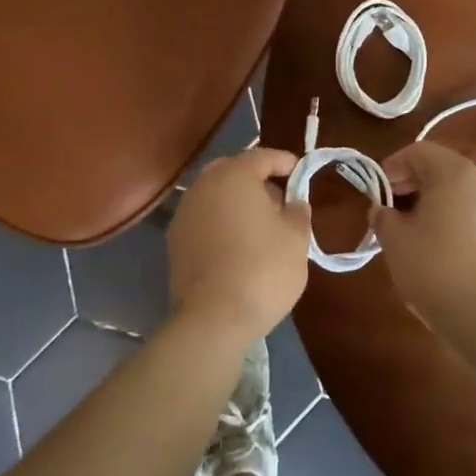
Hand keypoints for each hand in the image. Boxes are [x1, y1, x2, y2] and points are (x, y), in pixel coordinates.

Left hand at [168, 148, 312, 346]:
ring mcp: (184, 212)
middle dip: (257, 180)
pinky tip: (237, 244)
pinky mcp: (175, 240)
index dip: (284, 162)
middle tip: (279, 200)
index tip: (300, 173)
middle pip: (233, 170)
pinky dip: (221, 221)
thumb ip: (298, 211)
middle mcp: (204, 185)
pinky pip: (204, 218)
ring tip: (260, 225)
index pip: (262, 156)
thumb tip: (293, 202)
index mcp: (234, 175)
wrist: (214, 319)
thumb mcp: (296, 239)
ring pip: (215, 194)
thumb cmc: (263, 270)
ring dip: (236, 201)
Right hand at [371, 142, 475, 347]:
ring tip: (419, 239)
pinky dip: (460, 228)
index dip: (393, 166)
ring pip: (463, 198)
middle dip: (414, 188)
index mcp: (454, 174)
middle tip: (393, 216)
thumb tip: (382, 210)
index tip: (378, 193)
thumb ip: (383, 217)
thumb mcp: (395, 241)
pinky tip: (448, 259)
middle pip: (443, 172)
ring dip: (438, 209)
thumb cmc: (435, 270)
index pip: (419, 151)